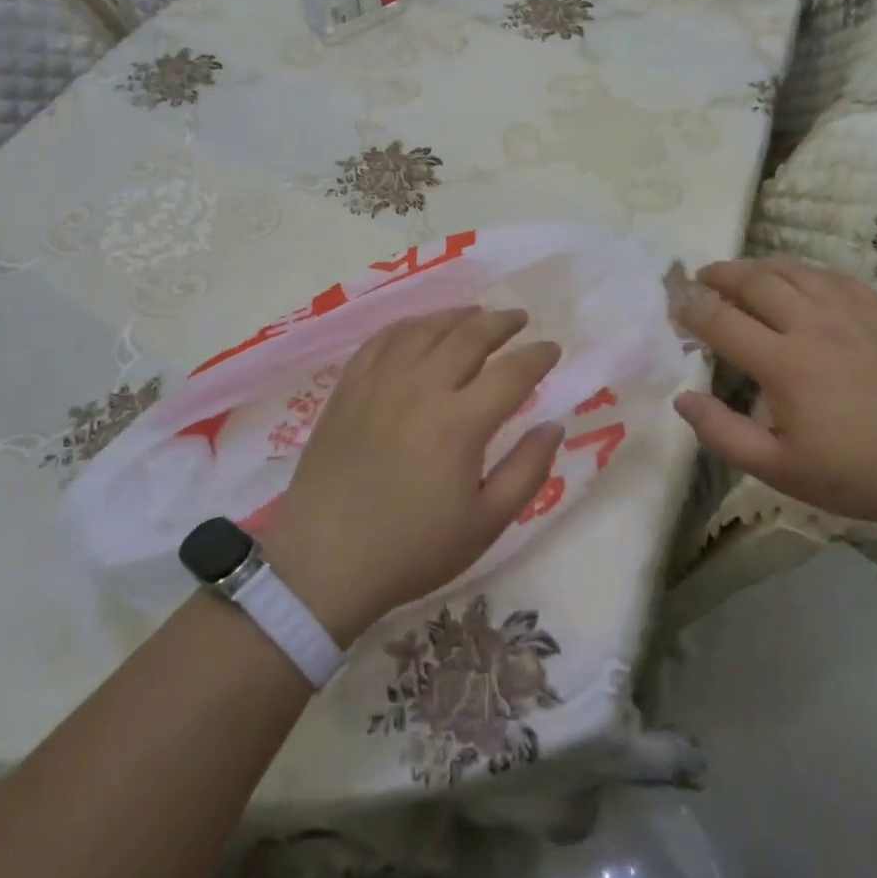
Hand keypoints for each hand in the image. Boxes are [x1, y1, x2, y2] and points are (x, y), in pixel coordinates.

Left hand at [261, 307, 562, 645]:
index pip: (511, 372)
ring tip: (476, 313)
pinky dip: (409, 325)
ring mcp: (379, 384)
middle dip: (501, 322)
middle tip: (520, 319)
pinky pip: (382, 340)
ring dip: (457, 316)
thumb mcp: (485, 524)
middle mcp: (421, 389)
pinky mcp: (348, 389)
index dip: (537, 356)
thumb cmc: (411, 550)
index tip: (552, 349)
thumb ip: (527, 471)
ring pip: (425, 329)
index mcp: (460, 423)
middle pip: (469, 336)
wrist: (323, 564)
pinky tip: (420, 328)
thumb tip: (553, 426)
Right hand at [672, 259, 876, 534]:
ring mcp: (850, 311)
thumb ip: (723, 434)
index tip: (676, 309)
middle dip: (719, 275)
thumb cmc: (858, 473)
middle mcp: (812, 324)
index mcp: (784, 364)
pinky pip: (829, 275)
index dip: (691, 310)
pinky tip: (795, 279)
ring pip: (791, 270)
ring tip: (738, 273)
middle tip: (700, 278)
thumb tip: (682, 398)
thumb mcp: (780, 470)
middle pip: (753, 281)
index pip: (721, 320)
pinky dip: (800, 270)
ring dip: (756, 266)